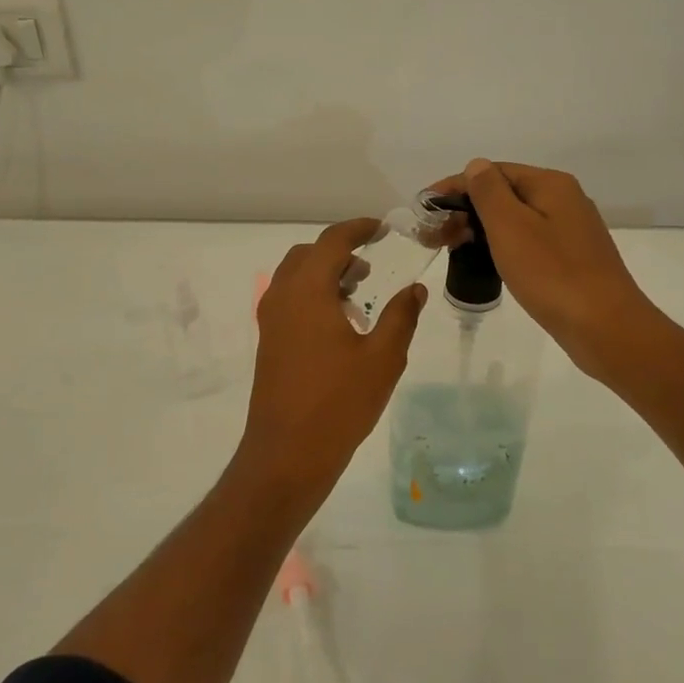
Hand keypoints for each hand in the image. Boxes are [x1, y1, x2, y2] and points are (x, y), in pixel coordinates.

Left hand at [235, 218, 427, 510]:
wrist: (287, 453)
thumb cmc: (338, 402)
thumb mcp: (383, 358)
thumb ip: (401, 316)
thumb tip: (415, 289)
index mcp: (307, 290)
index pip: (331, 241)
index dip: (357, 229)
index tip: (381, 229)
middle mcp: (282, 296)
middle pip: (308, 255)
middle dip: (339, 251)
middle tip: (371, 265)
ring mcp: (270, 320)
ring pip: (295, 277)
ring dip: (325, 273)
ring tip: (360, 295)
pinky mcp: (268, 341)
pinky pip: (289, 299)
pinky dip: (313, 295)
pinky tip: (340, 324)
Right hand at [435, 159, 665, 381]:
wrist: (605, 328)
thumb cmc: (552, 274)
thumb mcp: (510, 227)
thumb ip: (489, 192)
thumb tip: (476, 166)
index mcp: (550, 185)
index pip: (492, 172)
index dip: (455, 187)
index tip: (426, 209)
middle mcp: (564, 200)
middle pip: (505, 194)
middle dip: (466, 210)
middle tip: (435, 236)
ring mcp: (571, 230)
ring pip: (515, 219)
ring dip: (481, 229)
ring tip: (454, 249)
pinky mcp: (572, 258)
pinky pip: (529, 240)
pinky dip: (502, 245)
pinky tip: (488, 262)